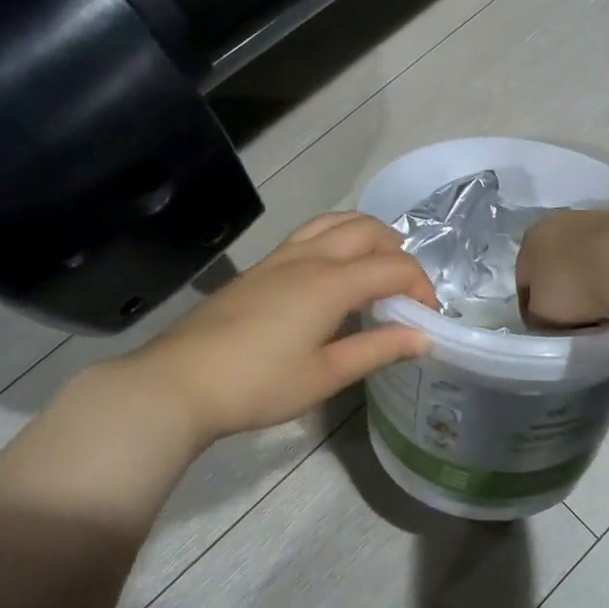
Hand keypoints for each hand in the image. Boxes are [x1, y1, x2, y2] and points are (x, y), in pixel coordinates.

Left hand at [125, 213, 436, 440]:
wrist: (179, 383)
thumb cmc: (259, 385)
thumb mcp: (326, 374)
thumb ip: (379, 350)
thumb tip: (425, 338)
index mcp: (331, 282)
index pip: (395, 267)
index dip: (421, 288)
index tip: (429, 319)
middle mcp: (309, 257)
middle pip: (368, 230)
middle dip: (399, 253)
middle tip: (406, 292)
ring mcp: (280, 257)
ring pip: (336, 222)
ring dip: (368, 237)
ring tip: (377, 271)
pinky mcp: (260, 267)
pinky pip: (311, 234)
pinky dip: (339, 240)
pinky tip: (334, 276)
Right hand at [517, 209, 608, 328]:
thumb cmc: (576, 286)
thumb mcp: (542, 314)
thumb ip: (536, 315)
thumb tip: (542, 316)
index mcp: (531, 239)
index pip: (524, 281)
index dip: (532, 308)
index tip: (546, 328)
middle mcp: (560, 222)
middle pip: (556, 265)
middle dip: (563, 288)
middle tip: (575, 317)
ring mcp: (597, 218)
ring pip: (586, 258)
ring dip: (591, 278)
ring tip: (605, 306)